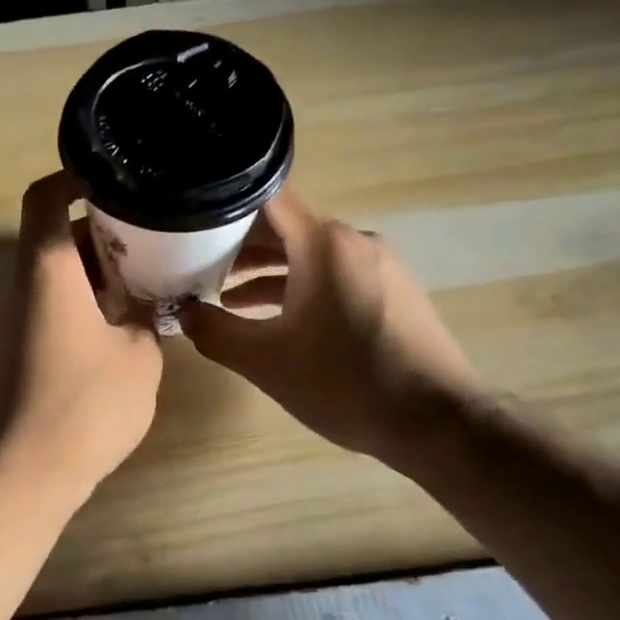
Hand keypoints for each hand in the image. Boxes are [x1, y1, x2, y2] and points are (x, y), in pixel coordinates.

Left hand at [0, 172, 163, 491]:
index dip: (76, 178)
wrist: (16, 475)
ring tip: (136, 289)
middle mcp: (10, 283)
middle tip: (148, 245)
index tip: (114, 182)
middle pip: (49, 237)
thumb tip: (144, 304)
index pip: (46, 196)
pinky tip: (108, 330)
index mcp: (42, 267)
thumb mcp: (139, 357)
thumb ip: (146, 317)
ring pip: (45, 275)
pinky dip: (69, 304)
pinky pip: (36, 307)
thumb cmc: (84, 405)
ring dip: (86, 274)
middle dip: (97, 235)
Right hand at [180, 189, 477, 470]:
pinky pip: (337, 274)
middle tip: (197, 264)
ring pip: (312, 253)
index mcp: (324, 244)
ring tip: (227, 297)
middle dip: (240, 245)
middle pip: (287, 226)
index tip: (192, 218)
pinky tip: (279, 319)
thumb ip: (214, 332)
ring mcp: (381, 265)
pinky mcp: (394, 291)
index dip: (226, 203)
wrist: (437, 422)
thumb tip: (181, 312)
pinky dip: (302, 286)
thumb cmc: (345, 383)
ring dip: (270, 271)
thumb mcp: (265, 361)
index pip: (267, 197)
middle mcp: (355, 241)